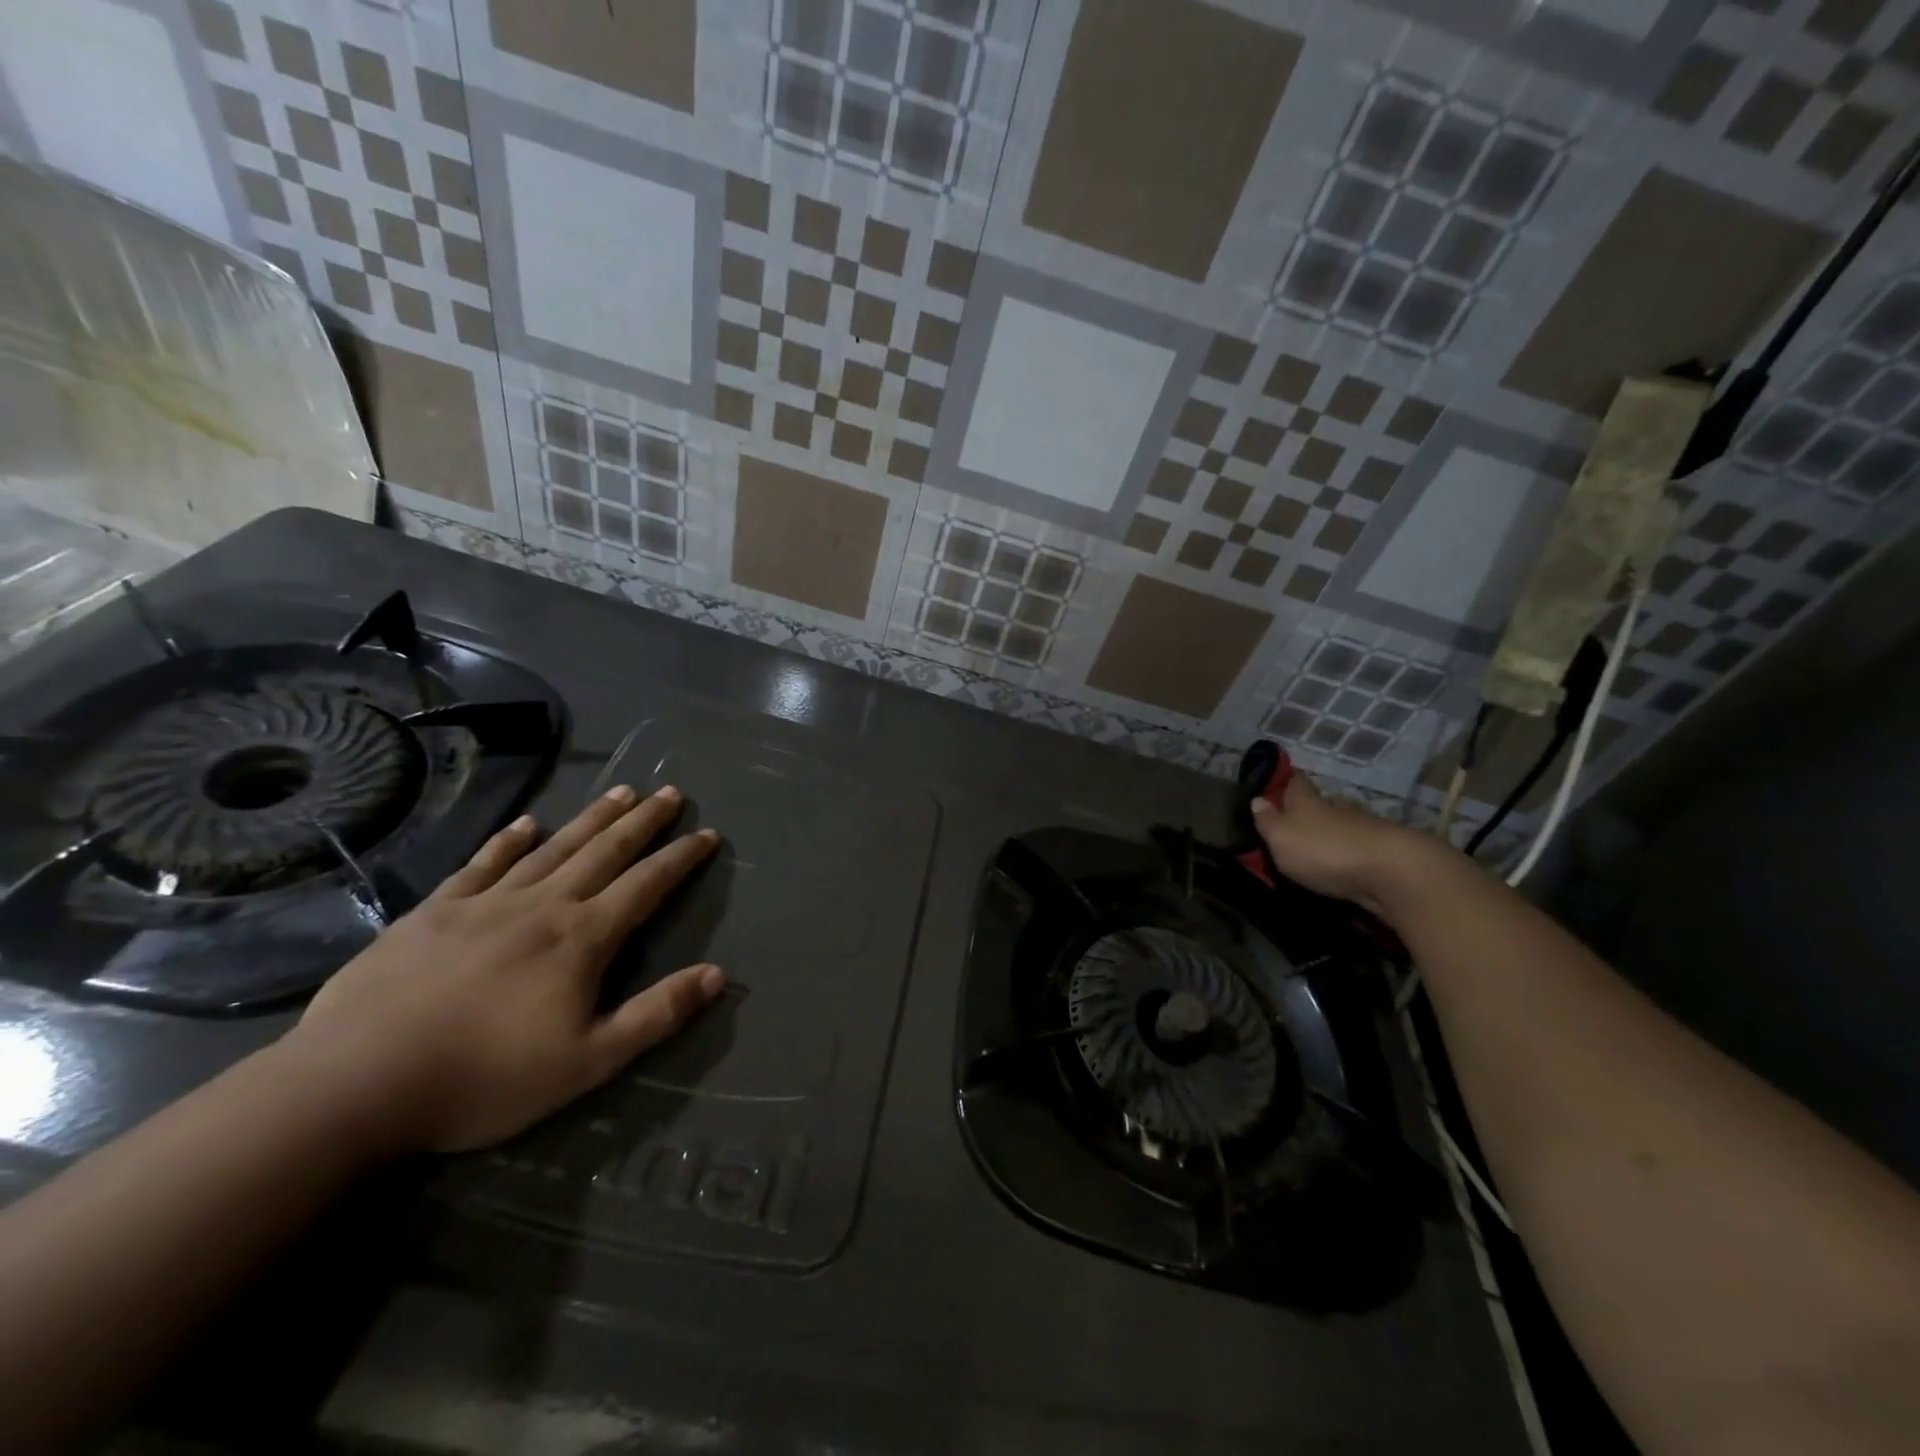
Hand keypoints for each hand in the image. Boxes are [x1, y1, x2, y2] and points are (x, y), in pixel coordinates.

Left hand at [282, 785, 723, 1154]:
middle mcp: (542, 905)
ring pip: (553, 848)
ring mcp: (486, 903)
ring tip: (621, 792)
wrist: (356, 1084)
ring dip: (592, 818)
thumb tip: (717, 974)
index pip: (646, 885)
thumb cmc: (485, 1078)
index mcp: (582, 938)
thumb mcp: (589, 1062)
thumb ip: (657, 1014)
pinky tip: (527, 823)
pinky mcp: (435, 911)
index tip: (707, 834)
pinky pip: (482, 864)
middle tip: (670, 793)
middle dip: (643, 822)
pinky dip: (509, 840)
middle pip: (605, 852)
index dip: (681, 858)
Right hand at [1250, 773, 1429, 918]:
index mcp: (1309, 801)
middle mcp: (1338, 807)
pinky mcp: (1385, 852)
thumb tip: (1257, 800)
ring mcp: (1365, 828)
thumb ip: (1267, 821)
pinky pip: (1360, 847)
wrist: (1394, 872)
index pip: (1296, 782)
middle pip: (1322, 802)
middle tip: (1295, 823)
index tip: (1277, 786)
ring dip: (1333, 832)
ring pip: (1343, 824)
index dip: (1286, 782)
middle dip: (1310, 810)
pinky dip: (1351, 852)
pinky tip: (1344, 862)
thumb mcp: (1281, 837)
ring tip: (1319, 847)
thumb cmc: (1325, 850)